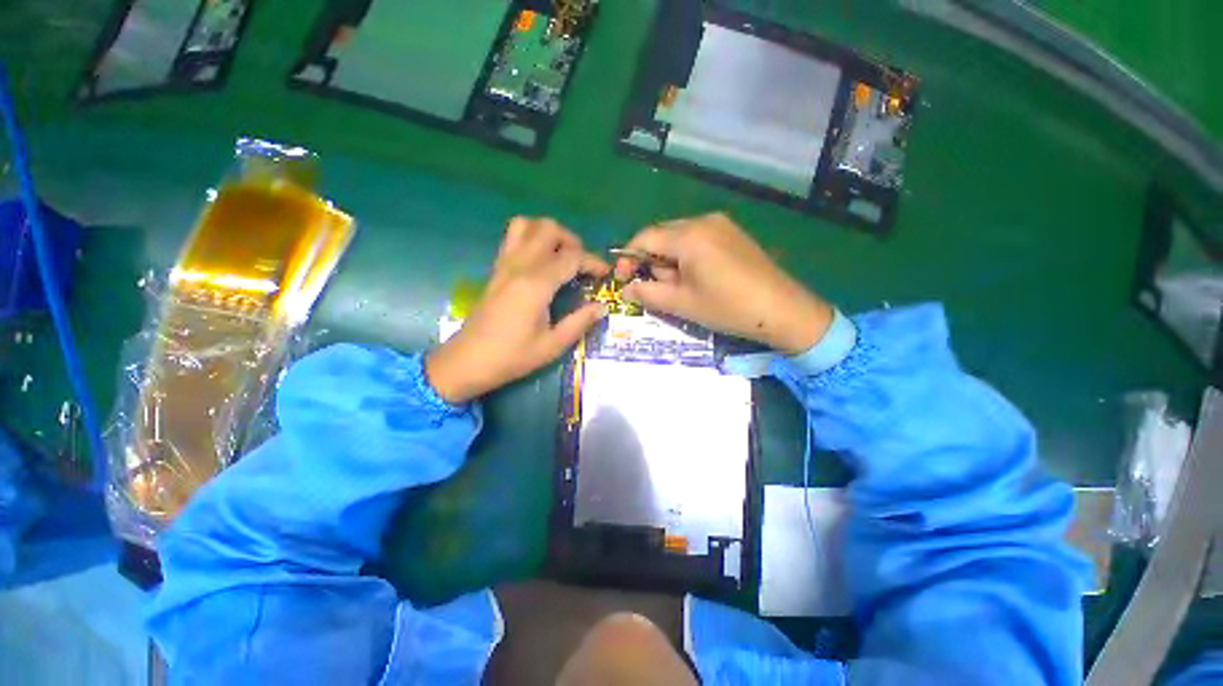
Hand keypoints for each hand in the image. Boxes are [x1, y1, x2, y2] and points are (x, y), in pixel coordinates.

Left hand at [426, 217, 608, 403]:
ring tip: (560, 256)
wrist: (467, 361)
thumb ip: (580, 322)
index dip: (593, 262)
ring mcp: (504, 264)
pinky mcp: (496, 268)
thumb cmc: (512, 357)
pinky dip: (532, 238)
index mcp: (536, 285)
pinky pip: (513, 238)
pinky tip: (541, 262)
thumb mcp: (553, 345)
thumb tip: (602, 307)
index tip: (605, 274)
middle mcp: (519, 266)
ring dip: (549, 234)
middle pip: (548, 229)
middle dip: (572, 241)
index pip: (571, 257)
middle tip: (581, 265)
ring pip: (527, 225)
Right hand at [615, 213, 831, 354]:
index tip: (622, 280)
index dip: (628, 258)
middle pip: (661, 235)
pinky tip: (696, 278)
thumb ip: (647, 294)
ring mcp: (721, 224)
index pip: (644, 237)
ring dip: (668, 261)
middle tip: (652, 288)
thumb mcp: (681, 304)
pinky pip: (698, 240)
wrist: (783, 310)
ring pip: (679, 238)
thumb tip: (625, 289)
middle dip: (650, 261)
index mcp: (688, 236)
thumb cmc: (727, 308)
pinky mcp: (733, 234)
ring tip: (678, 287)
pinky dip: (686, 257)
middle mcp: (703, 221)